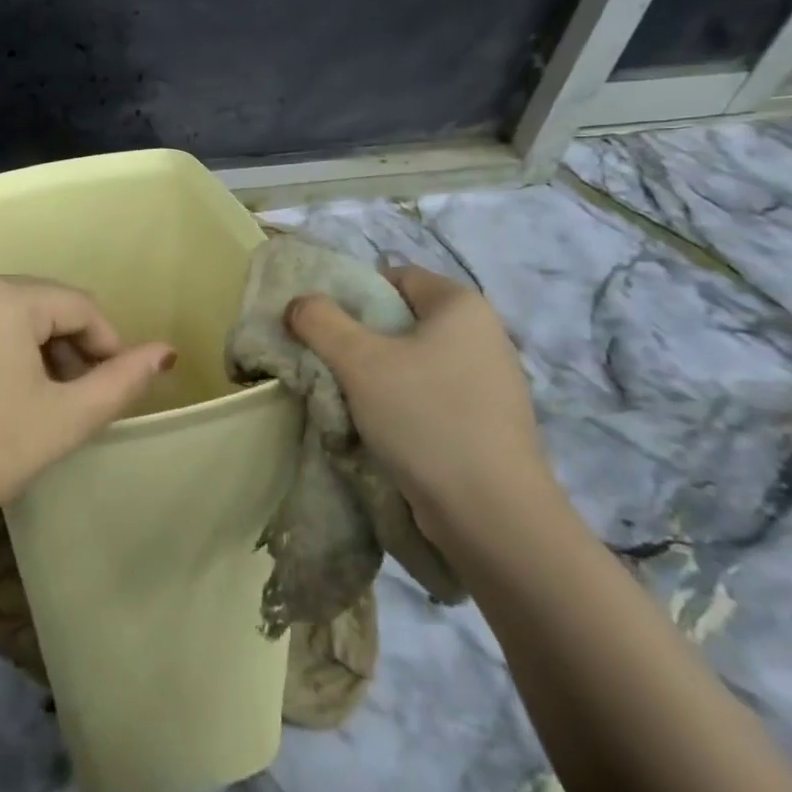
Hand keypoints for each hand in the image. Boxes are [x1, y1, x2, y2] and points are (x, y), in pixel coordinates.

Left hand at [0, 272, 175, 538]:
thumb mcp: (62, 419)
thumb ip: (121, 381)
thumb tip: (167, 351)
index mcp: (3, 293)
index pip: (79, 305)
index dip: (107, 346)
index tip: (112, 391)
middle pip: (43, 305)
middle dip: (69, 349)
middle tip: (75, 403)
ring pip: (10, 315)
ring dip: (36, 351)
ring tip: (41, 404)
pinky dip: (0, 351)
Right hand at [286, 264, 548, 538]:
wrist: (492, 515)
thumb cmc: (425, 417)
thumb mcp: (358, 360)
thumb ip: (320, 321)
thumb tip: (299, 303)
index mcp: (462, 305)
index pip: (397, 276)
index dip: (355, 292)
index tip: (325, 325)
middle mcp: (485, 335)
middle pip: (403, 320)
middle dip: (361, 339)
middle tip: (328, 363)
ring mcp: (492, 382)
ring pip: (415, 362)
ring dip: (378, 376)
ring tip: (349, 402)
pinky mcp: (489, 424)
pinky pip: (432, 396)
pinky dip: (403, 405)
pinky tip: (382, 431)